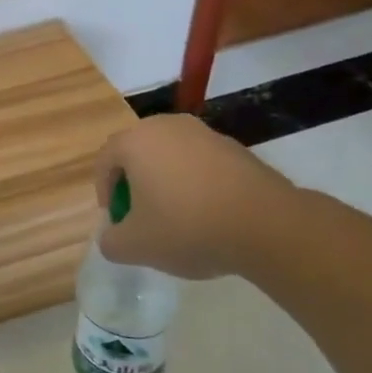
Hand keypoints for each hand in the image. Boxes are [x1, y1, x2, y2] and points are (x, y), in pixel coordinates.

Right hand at [92, 115, 296, 279]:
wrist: (267, 225)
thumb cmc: (188, 228)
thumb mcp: (136, 246)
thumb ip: (111, 242)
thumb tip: (113, 237)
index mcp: (136, 141)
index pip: (105, 160)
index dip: (104, 191)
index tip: (116, 219)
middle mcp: (167, 126)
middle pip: (137, 152)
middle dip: (134, 183)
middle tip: (141, 215)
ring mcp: (204, 133)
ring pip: (170, 155)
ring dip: (165, 181)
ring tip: (177, 216)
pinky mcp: (235, 147)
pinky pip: (200, 162)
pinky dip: (195, 182)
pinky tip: (208, 213)